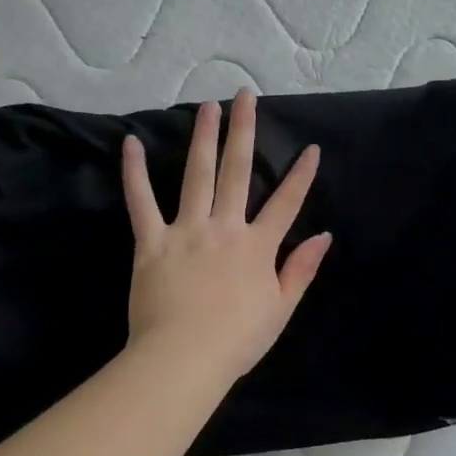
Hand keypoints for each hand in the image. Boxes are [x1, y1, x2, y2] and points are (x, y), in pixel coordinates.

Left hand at [121, 89, 330, 383]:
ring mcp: (187, 230)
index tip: (311, 147)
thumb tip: (324, 236)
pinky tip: (131, 143)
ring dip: (203, 138)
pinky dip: (134, 172)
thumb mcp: (281, 309)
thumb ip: (301, 269)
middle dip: (244, 131)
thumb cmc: (236, 341)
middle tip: (245, 97)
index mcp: (258, 247)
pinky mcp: (152, 241)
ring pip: (197, 175)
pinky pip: (141, 201)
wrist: (184, 359)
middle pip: (238, 171)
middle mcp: (225, 227)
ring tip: (207, 106)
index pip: (286, 203)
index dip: (301, 175)